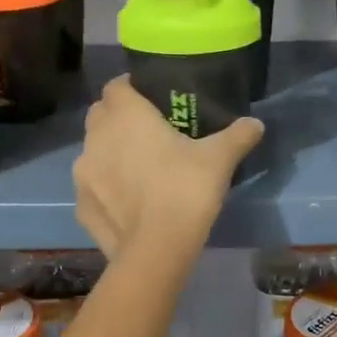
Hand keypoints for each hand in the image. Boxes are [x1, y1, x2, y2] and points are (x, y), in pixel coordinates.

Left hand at [73, 77, 264, 261]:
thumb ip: (237, 135)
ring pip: (93, 151)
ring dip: (110, 153)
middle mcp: (96, 137)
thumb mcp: (219, 159)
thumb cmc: (185, 190)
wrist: (156, 250)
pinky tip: (128, 202)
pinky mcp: (81, 205)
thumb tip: (255, 123)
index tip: (152, 98)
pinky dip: (105, 188)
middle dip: (118, 118)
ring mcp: (83, 173)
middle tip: (147, 131)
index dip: (131, 88)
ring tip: (137, 168)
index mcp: (126, 115)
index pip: (117, 86)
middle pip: (101, 115)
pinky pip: (93, 187)